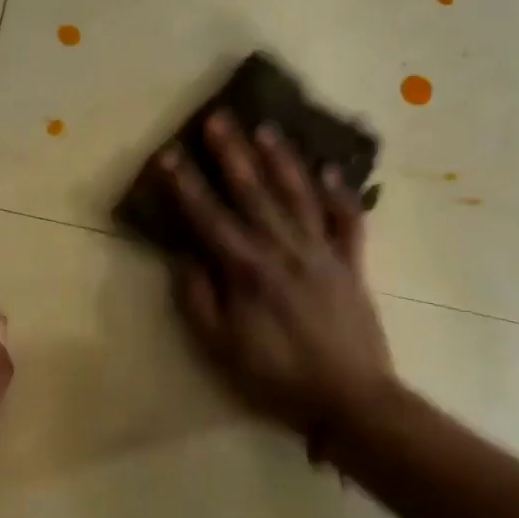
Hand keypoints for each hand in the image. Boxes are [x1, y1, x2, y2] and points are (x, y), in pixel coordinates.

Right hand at [158, 113, 396, 450]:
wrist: (351, 400)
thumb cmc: (276, 377)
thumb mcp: (220, 349)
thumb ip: (198, 300)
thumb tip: (186, 258)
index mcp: (247, 270)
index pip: (208, 217)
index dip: (184, 185)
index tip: (167, 153)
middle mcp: (284, 250)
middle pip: (254, 193)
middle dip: (232, 153)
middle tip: (219, 117)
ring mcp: (322, 253)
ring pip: (298, 196)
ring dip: (282, 160)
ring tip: (267, 128)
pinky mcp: (351, 264)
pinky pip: (347, 222)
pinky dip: (341, 194)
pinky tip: (331, 169)